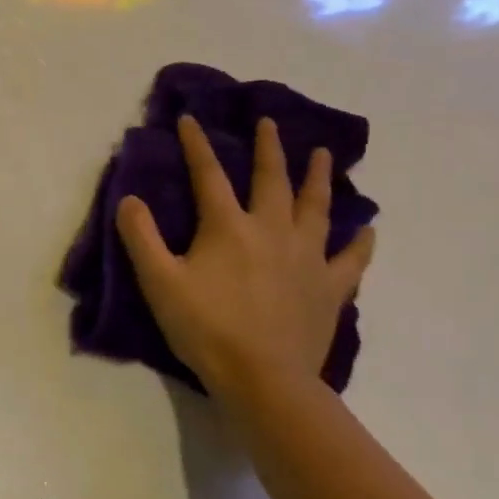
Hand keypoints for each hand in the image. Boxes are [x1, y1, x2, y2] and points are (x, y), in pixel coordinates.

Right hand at [116, 116, 375, 402]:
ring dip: (319, 178)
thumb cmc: (205, 328)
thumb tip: (131, 199)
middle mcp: (272, 230)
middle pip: (272, 180)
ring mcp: (307, 258)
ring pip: (316, 208)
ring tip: (324, 155)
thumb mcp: (158, 281)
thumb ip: (141, 236)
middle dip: (269, 148)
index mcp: (228, 227)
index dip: (196, 144)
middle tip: (270, 123)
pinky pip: (351, 259)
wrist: (263, 379)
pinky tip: (368, 229)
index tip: (190, 119)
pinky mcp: (329, 288)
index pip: (209, 174)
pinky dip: (360, 242)